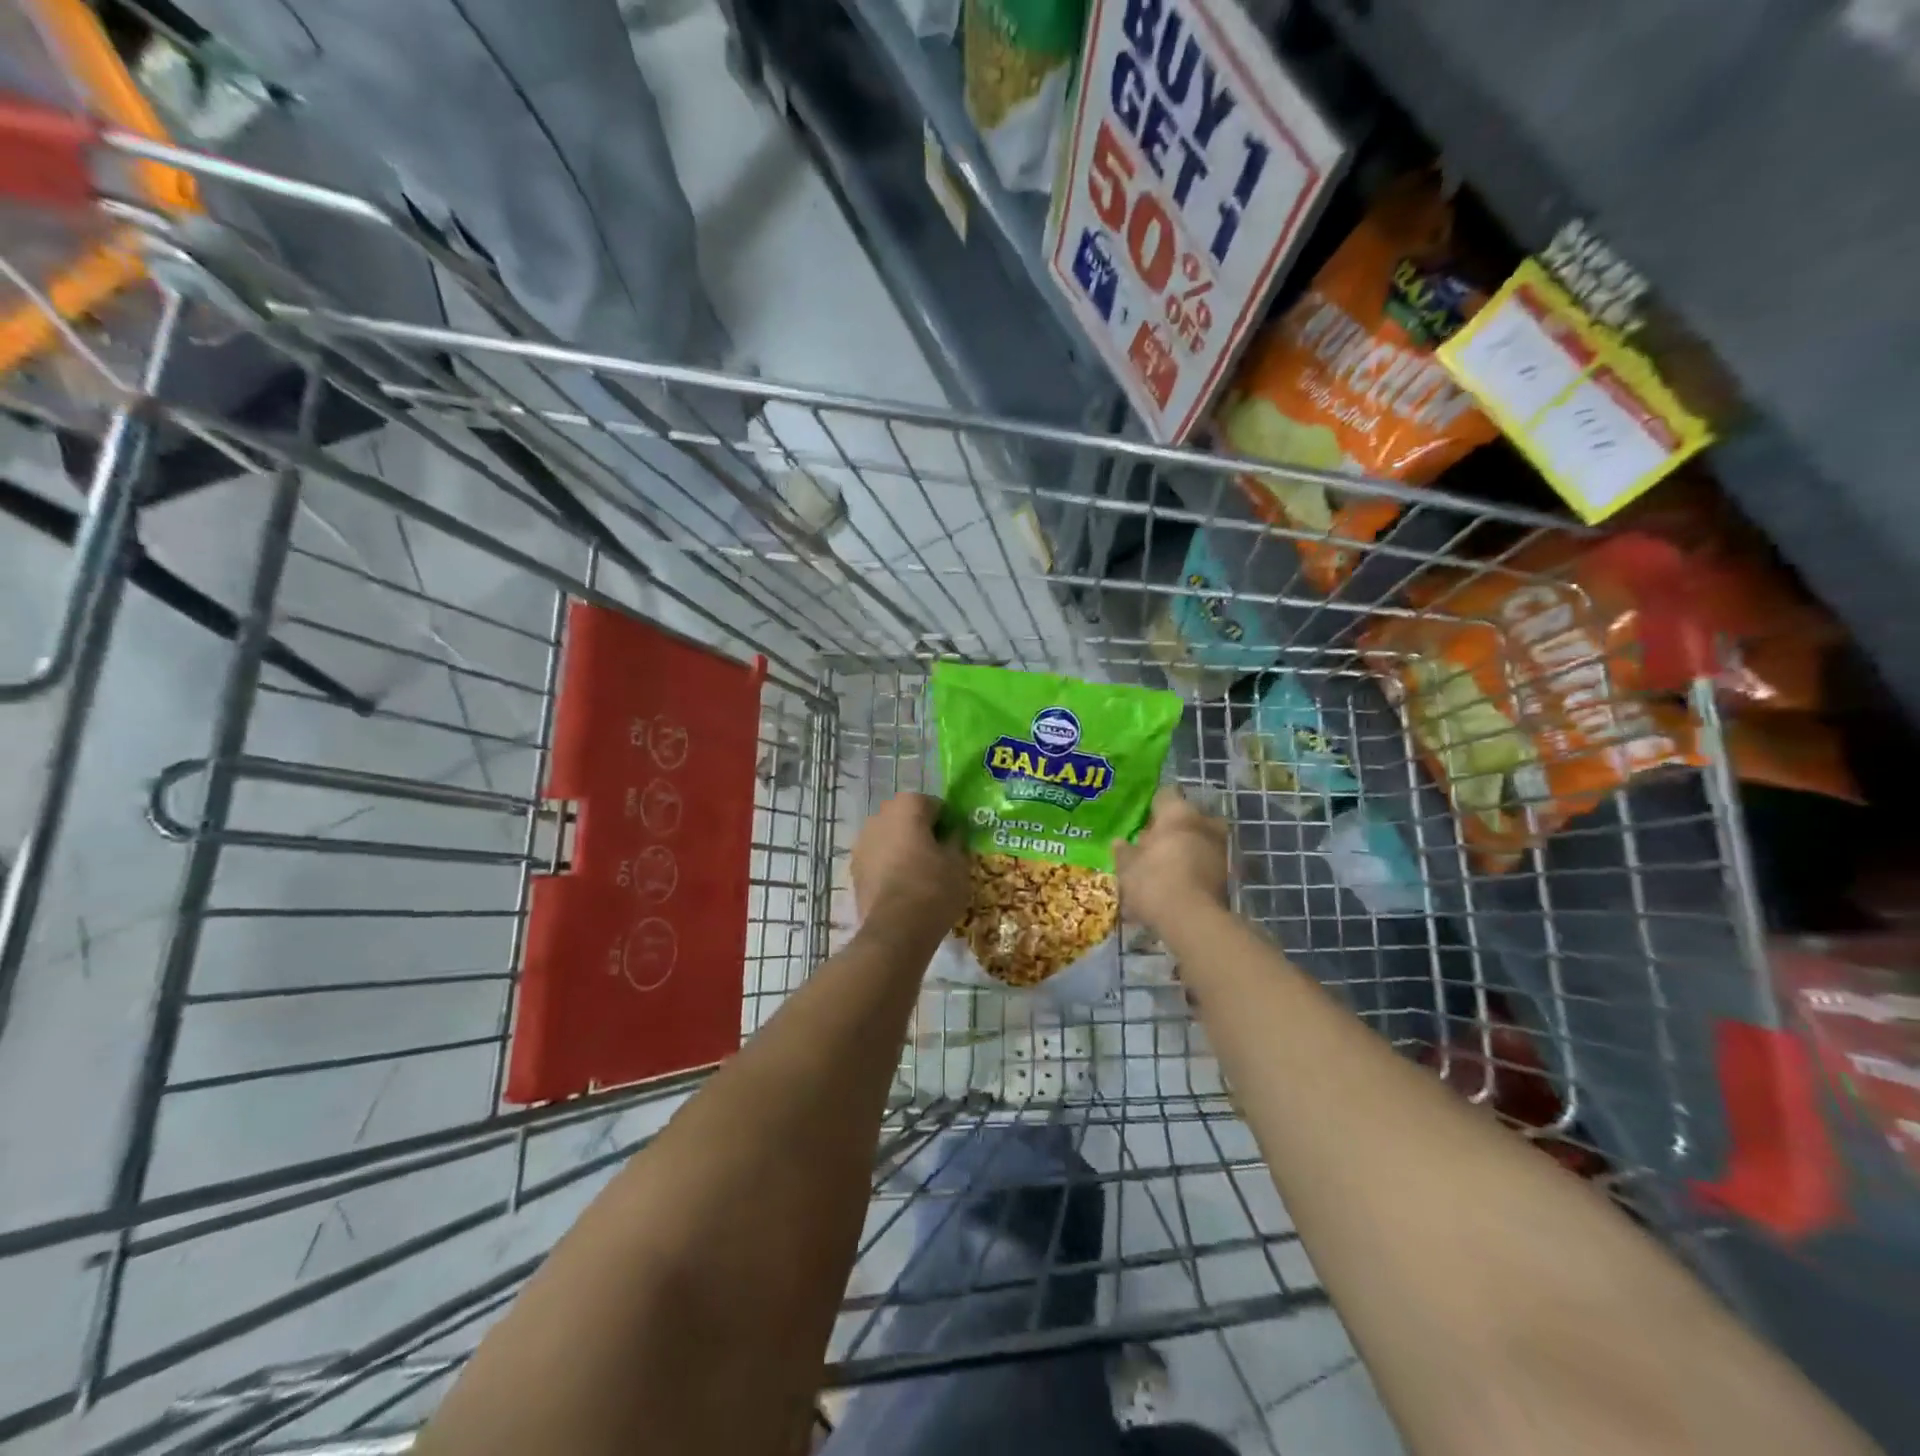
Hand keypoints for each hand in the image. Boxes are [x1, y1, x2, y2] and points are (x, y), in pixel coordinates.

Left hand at [851, 793, 969, 935]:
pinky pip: (878, 860)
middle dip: (921, 832)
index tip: (956, 842)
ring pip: (889, 838)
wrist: (896, 929)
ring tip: (920, 875)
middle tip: (939, 857)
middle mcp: (879, 816)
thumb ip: (955, 840)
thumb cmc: (933, 887)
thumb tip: (952, 834)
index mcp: (907, 806)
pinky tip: (902, 888)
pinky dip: (889, 867)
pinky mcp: (854, 869)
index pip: (934, 805)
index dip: (947, 823)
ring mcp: (862, 842)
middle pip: (907, 818)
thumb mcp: (958, 862)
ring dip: (902, 849)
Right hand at [1112, 787, 1229, 933]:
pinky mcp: (1230, 874)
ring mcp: (1221, 848)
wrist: (1192, 921)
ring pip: (1200, 840)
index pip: (1165, 795)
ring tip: (1165, 867)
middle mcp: (1205, 823)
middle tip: (1153, 845)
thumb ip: (1124, 852)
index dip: (1152, 807)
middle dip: (1173, 829)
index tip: (1141, 821)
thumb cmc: (1154, 882)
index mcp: (1178, 813)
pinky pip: (1208, 862)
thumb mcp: (1127, 867)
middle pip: (1187, 818)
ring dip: (1186, 849)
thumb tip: (1120, 843)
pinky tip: (1179, 883)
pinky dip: (1196, 868)